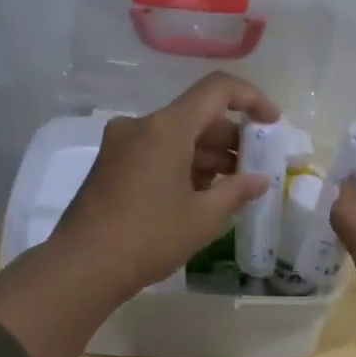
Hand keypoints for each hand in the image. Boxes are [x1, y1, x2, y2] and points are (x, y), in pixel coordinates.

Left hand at [53, 70, 280, 299]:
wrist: (82, 267)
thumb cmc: (149, 237)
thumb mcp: (203, 217)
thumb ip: (237, 191)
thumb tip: (259, 180)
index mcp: (166, 127)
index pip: (217, 89)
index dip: (252, 99)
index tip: (272, 124)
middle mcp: (141, 126)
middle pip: (197, 115)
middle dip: (231, 138)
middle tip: (255, 168)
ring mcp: (121, 144)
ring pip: (176, 136)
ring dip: (207, 154)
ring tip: (232, 187)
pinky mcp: (111, 165)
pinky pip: (156, 151)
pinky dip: (183, 164)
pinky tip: (200, 195)